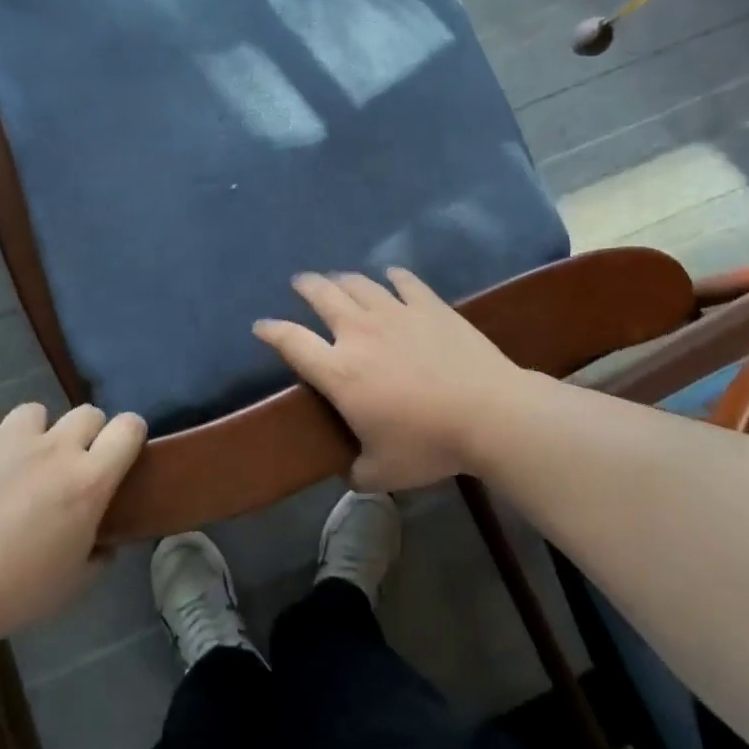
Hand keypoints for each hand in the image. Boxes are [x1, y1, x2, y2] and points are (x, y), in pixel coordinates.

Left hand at [0, 403, 145, 642]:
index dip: (129, 435)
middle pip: (87, 413)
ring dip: (32, 434)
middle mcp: (55, 447)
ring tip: (12, 463)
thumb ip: (98, 556)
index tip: (120, 453)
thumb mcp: (72, 586)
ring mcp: (8, 436)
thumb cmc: (12, 594)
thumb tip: (107, 543)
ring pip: (34, 412)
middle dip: (83, 435)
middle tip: (64, 467)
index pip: (129, 428)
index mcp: (89, 480)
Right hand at [253, 269, 525, 489]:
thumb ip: (358, 472)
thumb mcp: (384, 473)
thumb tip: (351, 472)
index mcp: (340, 372)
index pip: (292, 342)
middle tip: (300, 283)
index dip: (271, 331)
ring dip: (343, 278)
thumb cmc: (429, 444)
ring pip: (359, 283)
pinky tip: (392, 275)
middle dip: (306, 286)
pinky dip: (394, 277)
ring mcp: (395, 313)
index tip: (261, 326)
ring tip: (338, 278)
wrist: (488, 413)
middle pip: (322, 296)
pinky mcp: (429, 306)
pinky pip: (405, 282)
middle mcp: (359, 333)